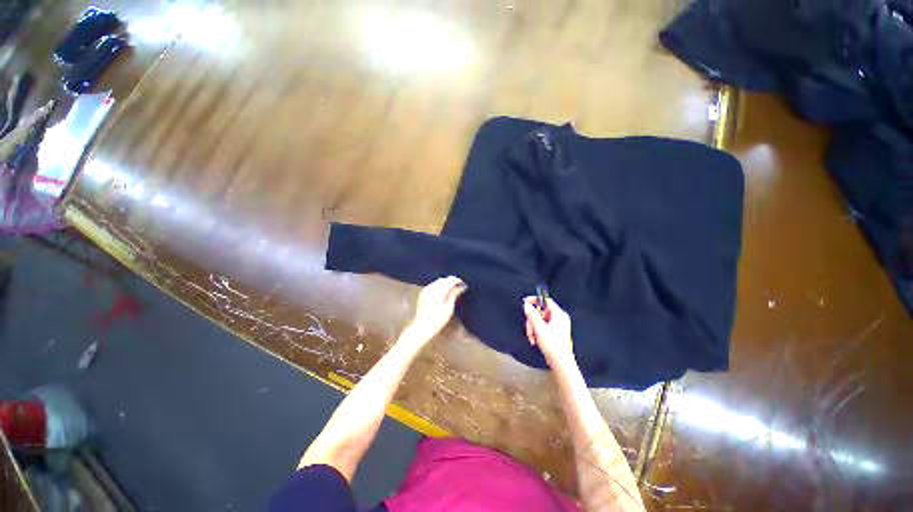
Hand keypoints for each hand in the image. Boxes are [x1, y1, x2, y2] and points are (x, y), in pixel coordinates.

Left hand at [407, 276, 466, 340]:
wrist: (422, 327)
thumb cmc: (438, 320)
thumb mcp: (449, 308)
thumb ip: (454, 295)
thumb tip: (461, 287)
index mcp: (438, 291)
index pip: (450, 280)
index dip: (458, 281)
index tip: (464, 285)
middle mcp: (431, 288)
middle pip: (444, 279)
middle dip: (452, 281)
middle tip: (459, 288)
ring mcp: (425, 290)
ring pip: (438, 281)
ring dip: (445, 283)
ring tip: (452, 291)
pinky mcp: (423, 293)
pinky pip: (433, 285)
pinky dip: (439, 286)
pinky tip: (443, 293)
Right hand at [523, 297, 574, 368]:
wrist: (561, 363)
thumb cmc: (553, 346)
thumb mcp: (539, 328)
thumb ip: (532, 315)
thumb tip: (526, 305)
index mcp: (559, 315)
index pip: (546, 300)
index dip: (535, 300)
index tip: (525, 302)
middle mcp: (559, 318)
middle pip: (540, 312)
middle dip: (532, 320)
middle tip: (529, 329)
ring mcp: (557, 326)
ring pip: (539, 320)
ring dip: (533, 328)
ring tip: (532, 338)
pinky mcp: (554, 333)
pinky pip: (542, 327)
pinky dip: (536, 332)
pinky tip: (535, 340)